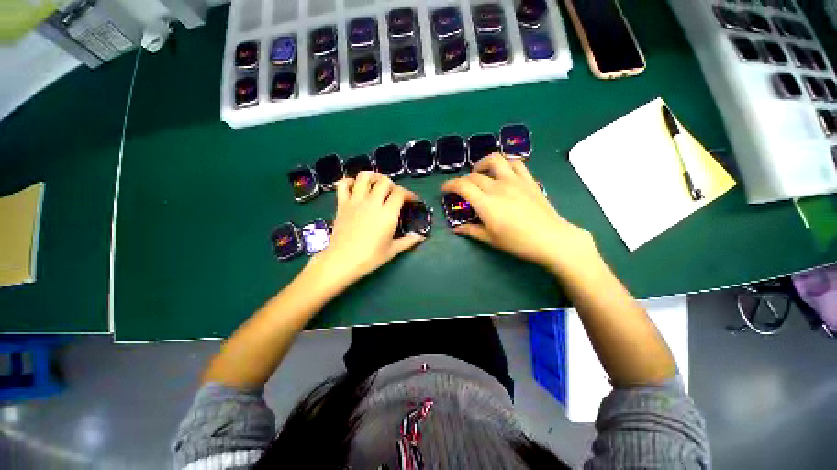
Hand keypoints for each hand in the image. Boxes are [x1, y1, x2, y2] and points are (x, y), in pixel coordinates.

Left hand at [311, 171, 424, 290]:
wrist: (342, 261)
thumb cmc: (370, 257)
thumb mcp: (392, 250)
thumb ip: (408, 241)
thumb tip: (421, 237)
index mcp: (387, 213)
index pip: (400, 192)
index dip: (409, 193)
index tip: (412, 200)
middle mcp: (372, 202)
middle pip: (385, 181)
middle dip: (393, 185)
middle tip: (394, 194)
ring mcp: (355, 201)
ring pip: (364, 177)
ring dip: (373, 176)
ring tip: (377, 183)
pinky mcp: (342, 204)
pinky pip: (343, 184)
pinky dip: (349, 182)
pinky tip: (355, 187)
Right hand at [440, 154, 596, 272]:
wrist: (551, 239)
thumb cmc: (518, 242)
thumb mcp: (491, 239)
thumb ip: (471, 231)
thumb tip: (456, 229)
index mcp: (486, 203)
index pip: (462, 185)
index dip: (449, 185)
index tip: (444, 189)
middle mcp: (498, 187)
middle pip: (474, 175)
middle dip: (463, 181)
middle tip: (462, 190)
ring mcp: (514, 180)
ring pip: (494, 160)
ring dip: (482, 163)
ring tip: (479, 172)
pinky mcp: (528, 180)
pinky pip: (515, 163)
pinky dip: (505, 163)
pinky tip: (502, 172)